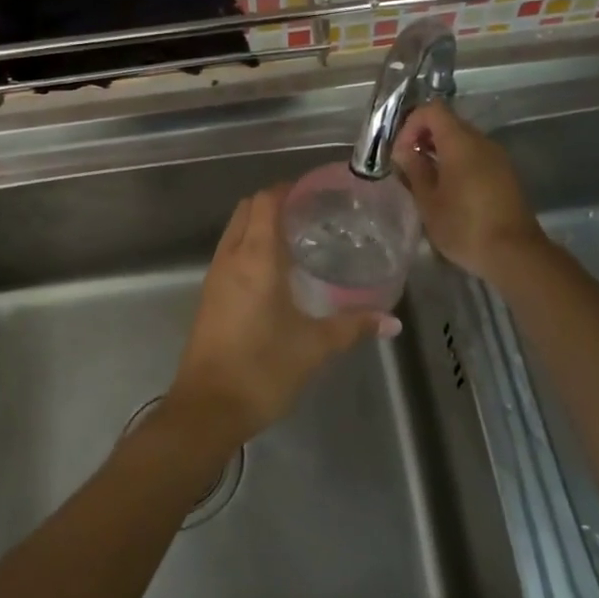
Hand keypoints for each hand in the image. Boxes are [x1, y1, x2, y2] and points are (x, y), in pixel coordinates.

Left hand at [167, 185, 386, 445]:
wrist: (207, 409)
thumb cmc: (262, 369)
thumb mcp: (314, 346)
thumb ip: (352, 326)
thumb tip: (392, 321)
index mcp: (256, 257)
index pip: (266, 201)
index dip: (289, 188)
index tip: (317, 191)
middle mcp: (231, 257)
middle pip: (248, 209)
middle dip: (275, 202)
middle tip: (311, 213)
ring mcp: (215, 276)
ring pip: (236, 230)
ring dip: (260, 224)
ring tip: (298, 237)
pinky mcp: (209, 296)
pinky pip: (230, 253)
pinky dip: (250, 246)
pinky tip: (276, 271)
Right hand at [392, 102, 544, 279]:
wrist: (515, 254)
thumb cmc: (464, 226)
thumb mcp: (428, 201)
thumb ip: (414, 169)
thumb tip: (404, 151)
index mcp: (460, 142)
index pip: (432, 110)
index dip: (411, 124)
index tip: (401, 152)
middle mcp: (481, 141)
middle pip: (448, 123)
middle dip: (423, 138)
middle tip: (408, 166)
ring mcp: (497, 157)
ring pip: (462, 141)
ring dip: (440, 152)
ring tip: (426, 181)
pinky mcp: (506, 174)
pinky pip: (476, 156)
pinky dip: (458, 163)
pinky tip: (449, 192)